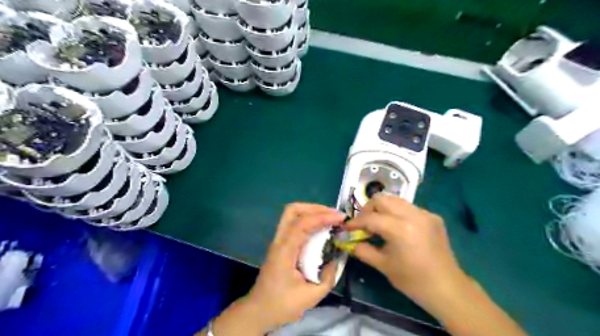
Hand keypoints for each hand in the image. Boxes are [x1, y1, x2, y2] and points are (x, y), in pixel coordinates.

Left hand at [242, 202, 344, 330]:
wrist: (259, 310)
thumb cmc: (282, 305)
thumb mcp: (311, 296)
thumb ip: (328, 276)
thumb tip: (338, 257)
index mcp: (284, 251)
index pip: (302, 224)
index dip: (322, 217)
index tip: (341, 218)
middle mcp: (279, 240)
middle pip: (293, 210)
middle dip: (315, 207)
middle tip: (334, 214)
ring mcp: (278, 240)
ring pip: (292, 214)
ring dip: (311, 211)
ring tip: (330, 217)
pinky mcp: (280, 243)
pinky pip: (294, 223)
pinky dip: (309, 219)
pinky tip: (320, 227)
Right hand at [347, 194, 468, 314]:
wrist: (447, 288)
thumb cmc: (413, 280)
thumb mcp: (383, 265)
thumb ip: (362, 249)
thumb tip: (348, 241)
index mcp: (400, 229)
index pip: (370, 218)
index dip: (355, 222)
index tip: (346, 227)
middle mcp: (413, 215)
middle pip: (382, 199)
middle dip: (368, 209)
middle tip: (364, 224)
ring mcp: (425, 214)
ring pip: (395, 200)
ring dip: (383, 209)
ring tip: (380, 225)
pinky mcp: (433, 216)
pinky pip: (409, 207)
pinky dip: (398, 213)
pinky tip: (398, 229)